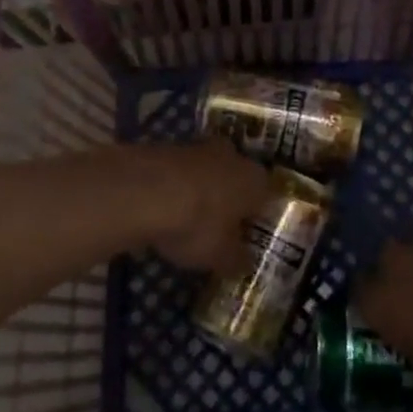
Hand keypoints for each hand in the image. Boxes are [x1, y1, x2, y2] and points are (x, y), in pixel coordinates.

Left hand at [132, 140, 280, 271]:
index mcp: (256, 180)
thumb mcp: (221, 256)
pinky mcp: (168, 148)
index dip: (257, 217)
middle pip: (236, 179)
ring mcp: (199, 148)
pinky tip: (162, 210)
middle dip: (228, 199)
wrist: (145, 191)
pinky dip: (175, 189)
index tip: (246, 236)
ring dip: (200, 192)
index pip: (266, 197)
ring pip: (207, 173)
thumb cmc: (198, 225)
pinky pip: (179, 173)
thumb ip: (237, 260)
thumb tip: (244, 263)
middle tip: (218, 227)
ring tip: (187, 221)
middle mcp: (233, 157)